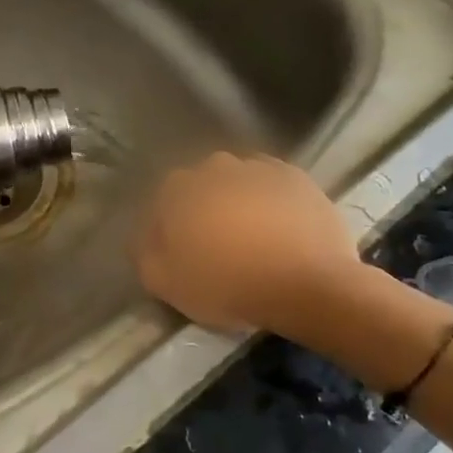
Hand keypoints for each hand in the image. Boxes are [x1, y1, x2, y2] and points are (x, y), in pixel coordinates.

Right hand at [133, 152, 362, 332]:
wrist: (308, 285)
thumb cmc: (228, 284)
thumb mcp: (165, 283)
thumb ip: (144, 253)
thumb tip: (146, 236)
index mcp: (179, 188)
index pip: (164, 202)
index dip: (170, 229)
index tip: (182, 254)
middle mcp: (215, 167)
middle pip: (201, 187)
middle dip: (205, 209)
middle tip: (217, 246)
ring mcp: (259, 168)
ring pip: (238, 183)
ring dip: (238, 203)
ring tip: (252, 239)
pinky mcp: (297, 179)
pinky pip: (273, 187)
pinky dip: (271, 203)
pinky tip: (278, 230)